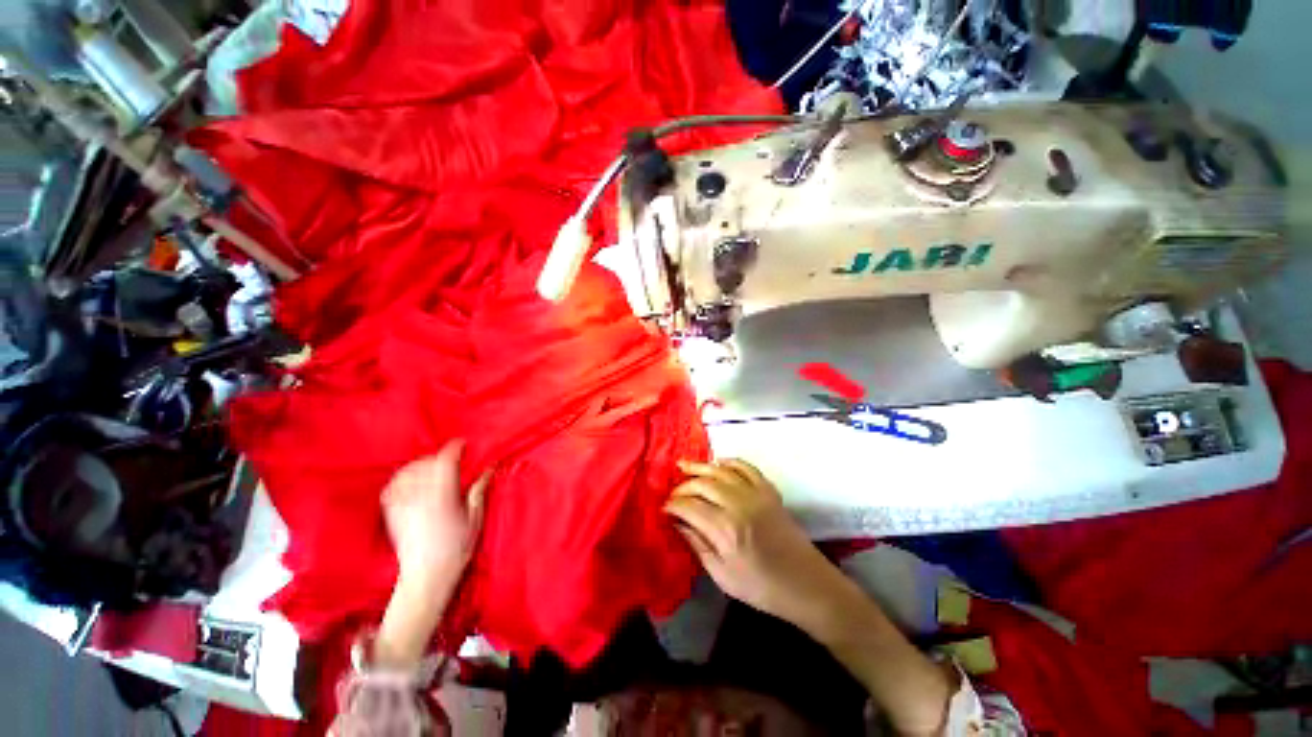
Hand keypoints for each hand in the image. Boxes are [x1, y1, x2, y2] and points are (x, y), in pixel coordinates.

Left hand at [382, 439, 488, 589]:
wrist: (427, 575)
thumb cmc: (457, 548)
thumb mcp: (475, 518)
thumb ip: (479, 490)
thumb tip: (489, 468)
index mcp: (443, 496)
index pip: (445, 461)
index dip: (454, 448)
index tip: (463, 444)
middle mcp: (419, 496)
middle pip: (426, 462)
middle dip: (440, 456)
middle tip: (453, 460)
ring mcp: (402, 504)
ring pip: (408, 471)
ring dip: (422, 464)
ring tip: (433, 468)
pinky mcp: (392, 513)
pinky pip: (392, 486)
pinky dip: (402, 477)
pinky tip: (412, 480)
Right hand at [664, 459, 849, 633]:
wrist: (807, 584)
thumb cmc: (762, 588)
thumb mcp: (722, 575)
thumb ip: (698, 545)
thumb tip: (678, 523)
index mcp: (726, 530)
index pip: (689, 507)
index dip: (672, 505)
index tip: (663, 508)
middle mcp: (739, 505)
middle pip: (702, 484)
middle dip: (683, 486)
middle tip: (672, 494)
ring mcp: (756, 493)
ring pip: (721, 471)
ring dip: (700, 467)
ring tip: (683, 466)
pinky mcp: (769, 490)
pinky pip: (745, 467)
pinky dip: (729, 461)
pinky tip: (717, 463)